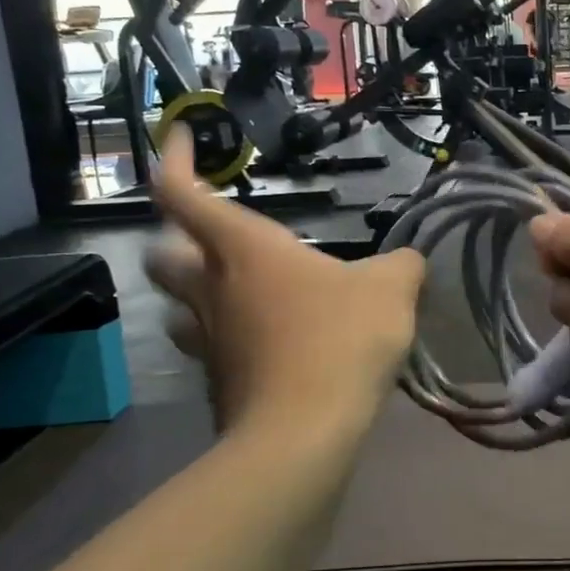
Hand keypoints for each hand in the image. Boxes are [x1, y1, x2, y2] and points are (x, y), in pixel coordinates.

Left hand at [146, 130, 424, 430]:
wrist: (304, 435)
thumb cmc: (340, 340)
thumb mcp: (391, 289)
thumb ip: (402, 264)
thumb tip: (407, 261)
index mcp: (244, 250)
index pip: (181, 193)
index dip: (176, 159)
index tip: (185, 135)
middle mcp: (213, 289)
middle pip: (162, 255)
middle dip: (176, 239)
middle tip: (214, 238)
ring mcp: (209, 341)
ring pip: (180, 307)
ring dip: (197, 293)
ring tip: (238, 293)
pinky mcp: (218, 384)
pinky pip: (212, 349)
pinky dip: (230, 338)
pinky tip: (268, 345)